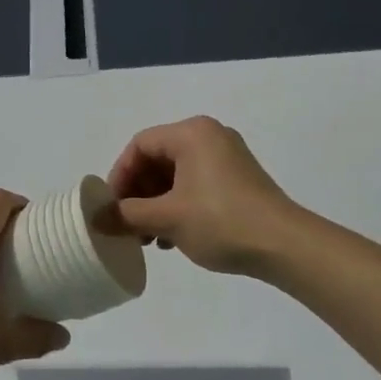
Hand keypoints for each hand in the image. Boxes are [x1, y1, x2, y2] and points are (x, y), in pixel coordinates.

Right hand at [106, 116, 301, 274]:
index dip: (119, 175)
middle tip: (127, 224)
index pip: (140, 145)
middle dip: (138, 193)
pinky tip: (172, 237)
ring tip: (149, 237)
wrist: (285, 246)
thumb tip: (95, 218)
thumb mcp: (167, 218)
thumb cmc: (221, 221)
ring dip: (156, 204)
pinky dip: (178, 206)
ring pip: (176, 175)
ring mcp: (227, 158)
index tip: (111, 208)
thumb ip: (126, 215)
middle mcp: (209, 136)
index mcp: (192, 133)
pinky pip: (195, 184)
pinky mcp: (238, 180)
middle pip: (158, 159)